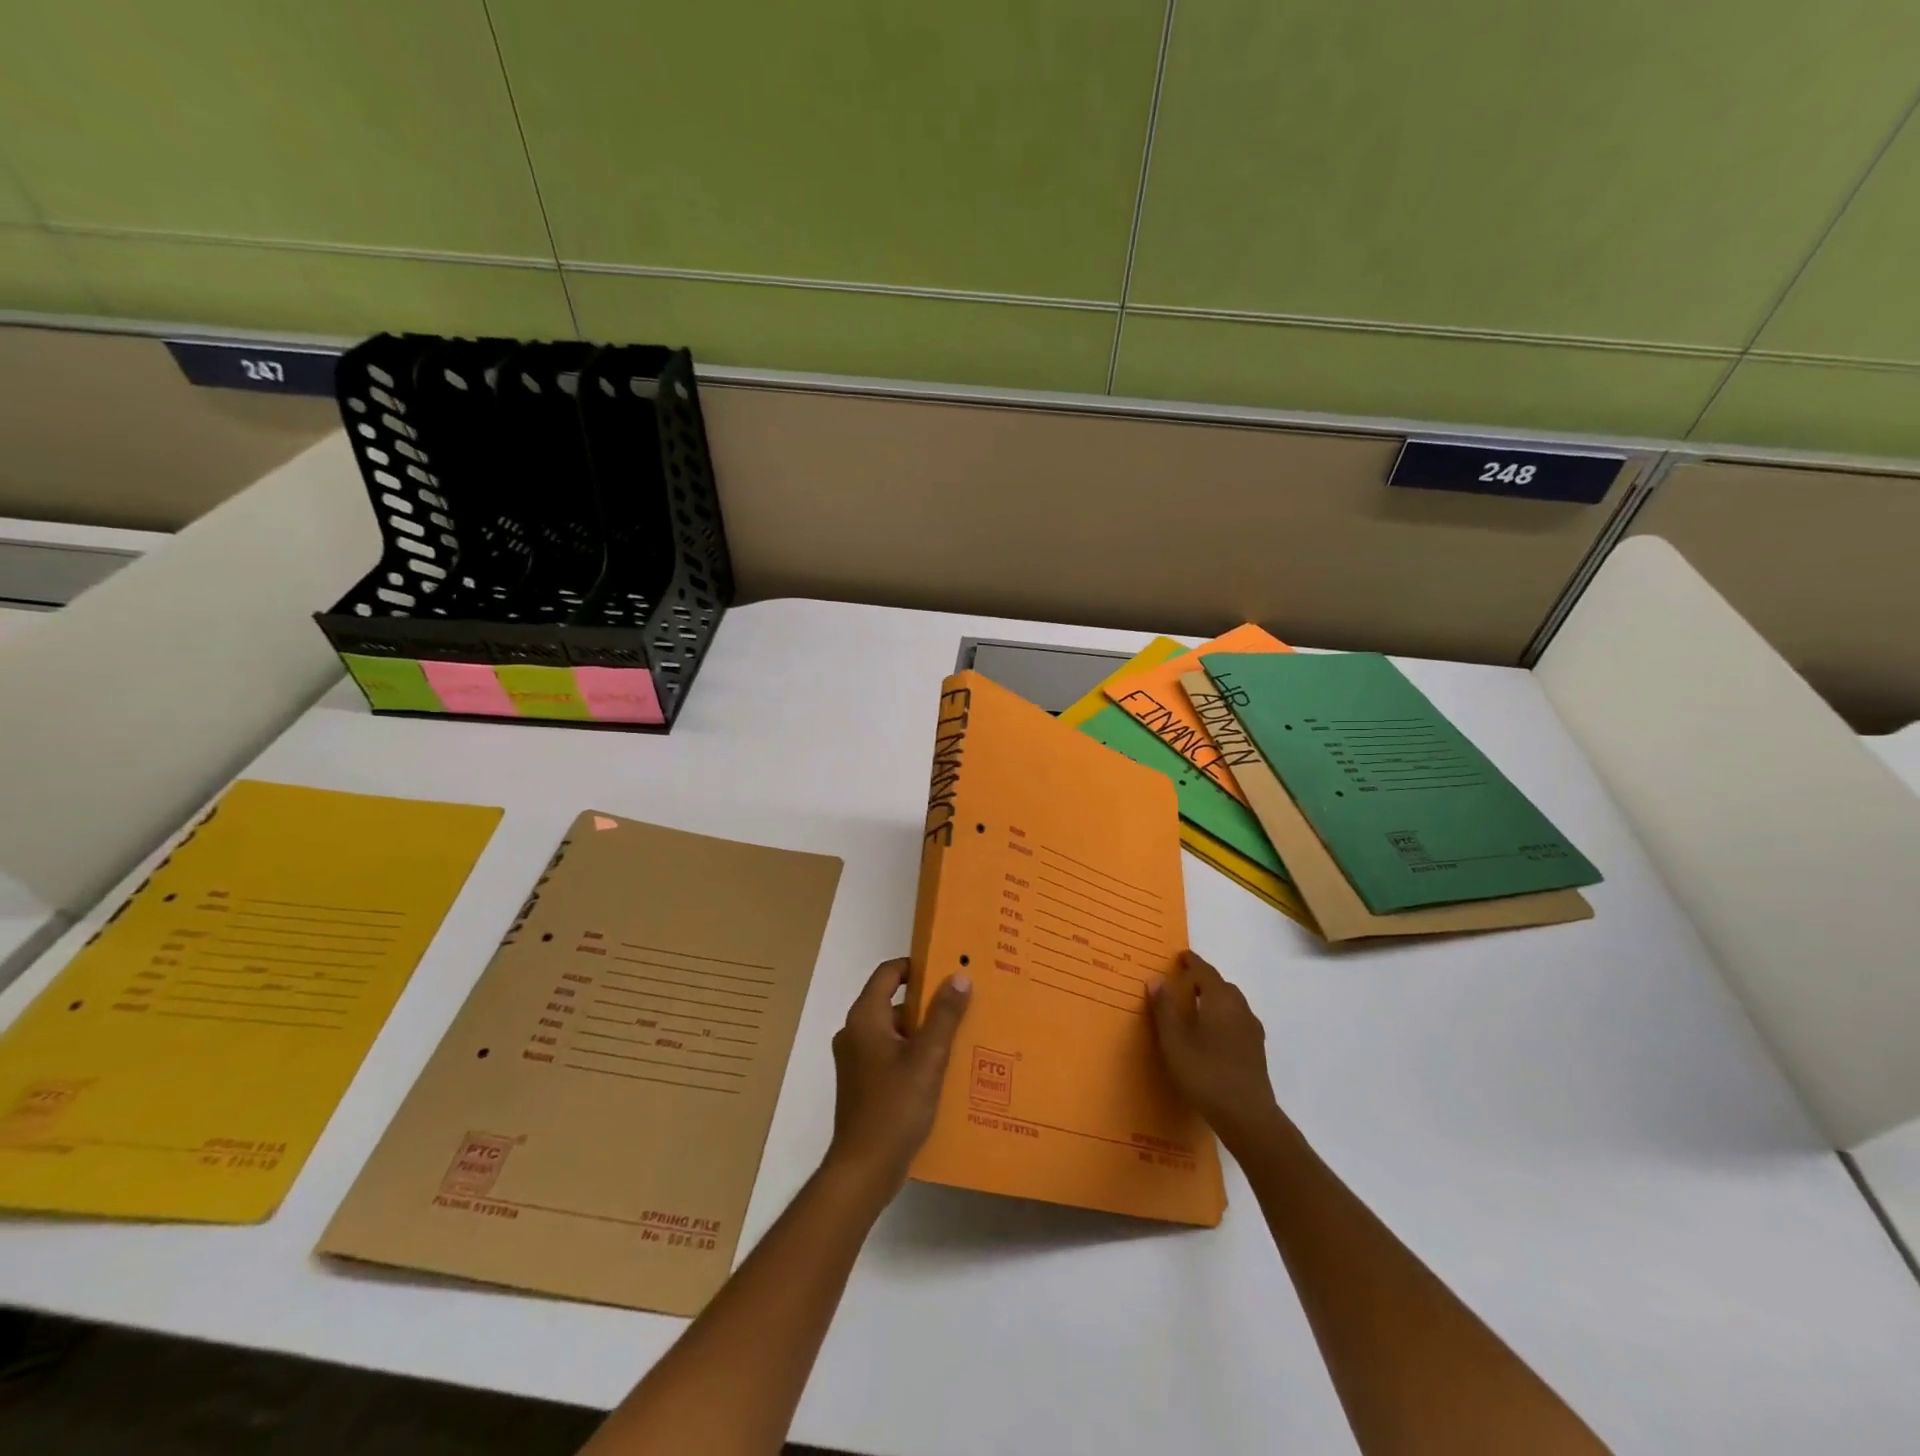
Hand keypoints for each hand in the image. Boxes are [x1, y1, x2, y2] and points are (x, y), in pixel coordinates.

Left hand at [826, 958, 970, 1194]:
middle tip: (962, 1004)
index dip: (917, 967)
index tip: (948, 970)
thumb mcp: (928, 1057)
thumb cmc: (895, 1107)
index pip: (888, 973)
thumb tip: (958, 976)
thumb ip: (944, 1015)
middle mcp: (854, 1032)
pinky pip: (890, 1054)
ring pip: (894, 1031)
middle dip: (927, 1002)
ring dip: (922, 1031)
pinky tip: (941, 1070)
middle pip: (893, 1001)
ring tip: (959, 1037)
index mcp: (865, 1018)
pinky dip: (912, 1054)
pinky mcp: (862, 1083)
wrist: (864, 1170)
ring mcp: (856, 1060)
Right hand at [1149, 950, 1284, 1151]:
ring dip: (1214, 998)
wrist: (1247, 1117)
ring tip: (1195, 1006)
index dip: (1192, 962)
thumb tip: (1156, 980)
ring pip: (1232, 1003)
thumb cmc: (1205, 1074)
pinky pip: (1237, 1019)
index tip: (1180, 956)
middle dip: (1203, 980)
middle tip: (1182, 982)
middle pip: (1221, 985)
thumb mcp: (1174, 1041)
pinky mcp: (1256, 1049)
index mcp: (1220, 1000)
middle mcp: (1240, 1009)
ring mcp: (1252, 1030)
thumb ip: (1164, 1008)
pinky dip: (1223, 1015)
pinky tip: (1212, 1033)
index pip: (1205, 971)